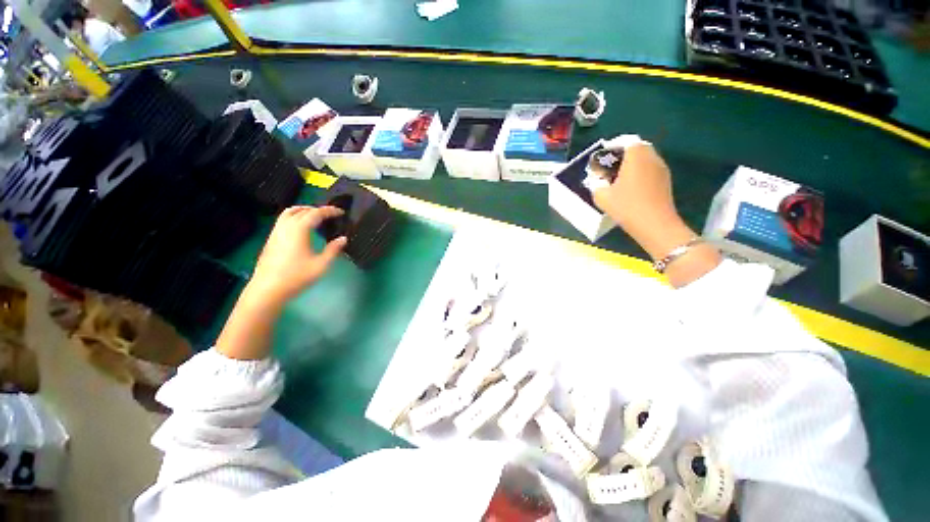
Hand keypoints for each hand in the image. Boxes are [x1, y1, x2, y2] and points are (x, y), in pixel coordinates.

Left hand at [249, 206, 346, 304]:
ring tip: (316, 217)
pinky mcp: (271, 239)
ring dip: (303, 211)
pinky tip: (302, 228)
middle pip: (301, 210)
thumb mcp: (321, 265)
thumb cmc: (297, 277)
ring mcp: (276, 232)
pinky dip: (295, 217)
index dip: (329, 211)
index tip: (341, 212)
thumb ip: (333, 250)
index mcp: (299, 230)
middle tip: (330, 214)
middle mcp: (286, 227)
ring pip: (289, 213)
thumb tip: (343, 238)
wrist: (268, 289)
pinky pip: (283, 220)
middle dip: (317, 209)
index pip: (316, 213)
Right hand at [592, 142, 692, 259]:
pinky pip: (650, 169)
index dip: (613, 145)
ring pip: (644, 159)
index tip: (602, 156)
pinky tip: (630, 188)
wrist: (654, 224)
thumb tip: (597, 179)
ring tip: (617, 178)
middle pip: (637, 148)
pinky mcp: (665, 181)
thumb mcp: (602, 196)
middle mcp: (651, 157)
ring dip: (631, 164)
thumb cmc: (626, 206)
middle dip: (622, 154)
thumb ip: (596, 184)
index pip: (625, 140)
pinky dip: (639, 173)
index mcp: (636, 156)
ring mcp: (661, 169)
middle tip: (608, 167)